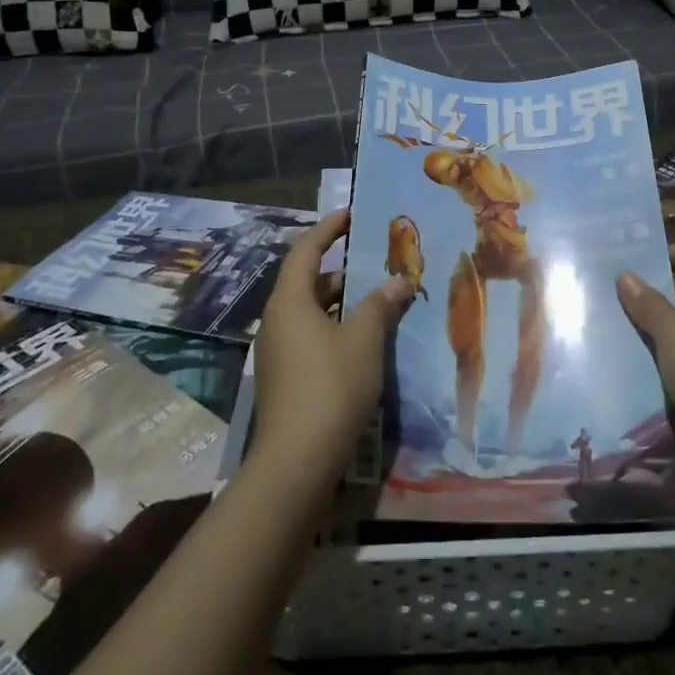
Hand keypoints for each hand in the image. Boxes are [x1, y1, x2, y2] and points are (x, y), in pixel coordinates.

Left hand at [252, 211, 414, 476]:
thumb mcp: (364, 339)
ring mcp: (276, 351)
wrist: (297, 461)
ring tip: (376, 301)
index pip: (306, 251)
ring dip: (340, 303)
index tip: (350, 214)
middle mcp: (276, 320)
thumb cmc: (331, 386)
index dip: (328, 229)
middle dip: (341, 270)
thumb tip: (398, 280)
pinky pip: (309, 336)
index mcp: (290, 301)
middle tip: (374, 263)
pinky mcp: (283, 378)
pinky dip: (333, 328)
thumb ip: (380, 305)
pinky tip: (361, 341)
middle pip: (307, 282)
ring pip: (309, 312)